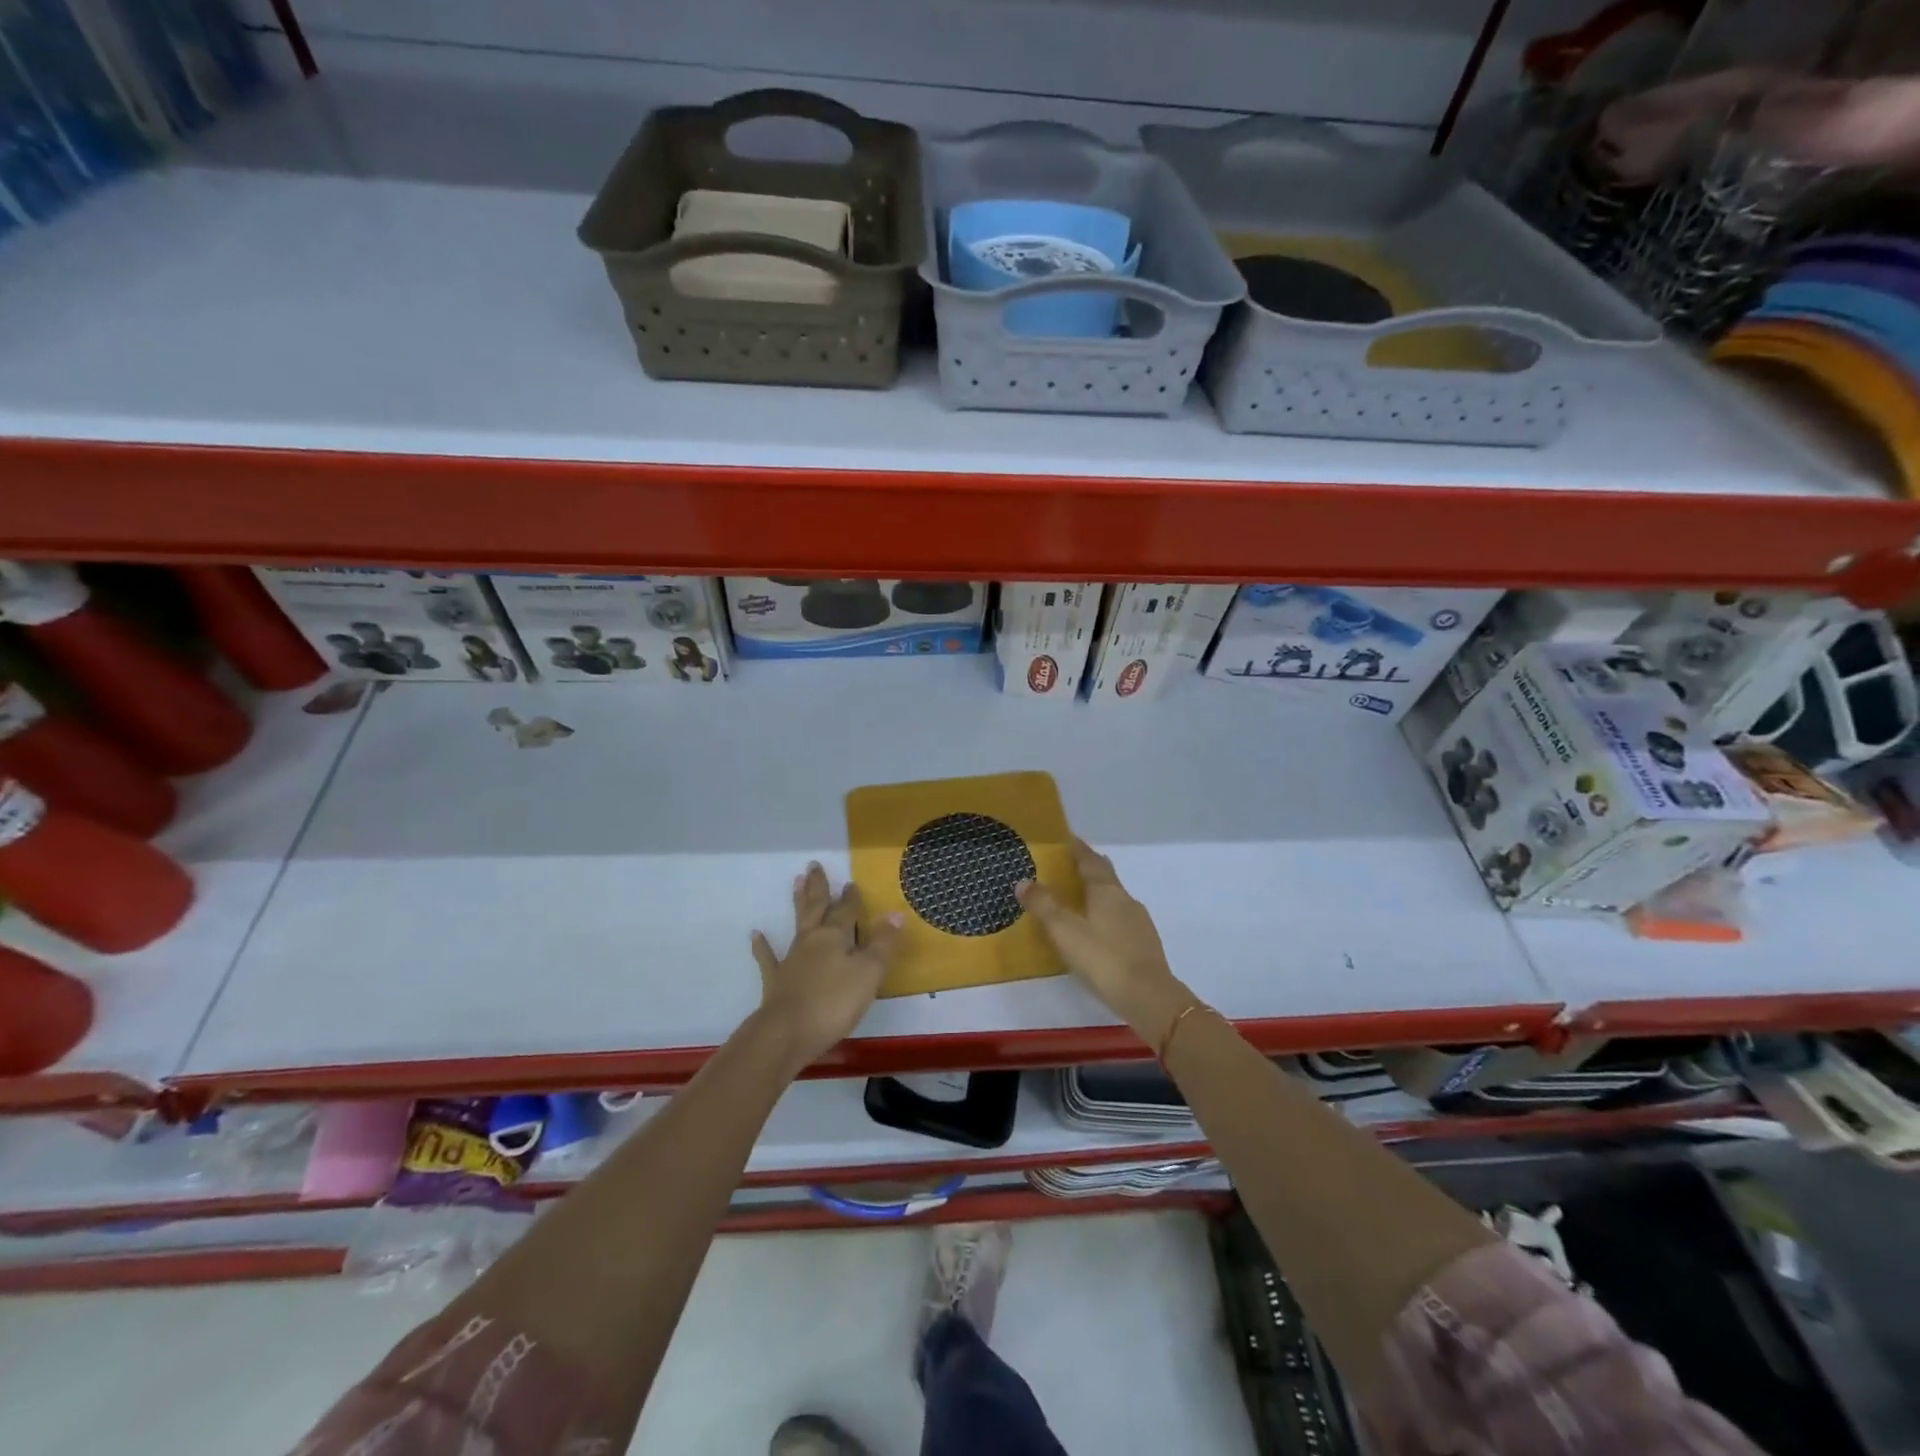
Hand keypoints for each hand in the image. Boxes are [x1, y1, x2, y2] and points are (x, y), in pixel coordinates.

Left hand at [751, 863, 903, 1066]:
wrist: (787, 1033)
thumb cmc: (834, 1002)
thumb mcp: (869, 973)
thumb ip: (883, 944)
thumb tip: (895, 913)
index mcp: (835, 937)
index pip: (846, 911)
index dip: (851, 898)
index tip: (851, 882)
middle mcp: (812, 941)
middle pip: (817, 908)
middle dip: (819, 888)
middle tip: (813, 865)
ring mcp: (791, 960)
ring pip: (797, 925)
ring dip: (798, 904)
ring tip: (796, 882)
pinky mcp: (776, 982)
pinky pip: (768, 959)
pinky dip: (762, 946)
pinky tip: (756, 935)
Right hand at [1015, 838, 1188, 1040]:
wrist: (1149, 997)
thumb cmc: (1103, 958)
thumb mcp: (1064, 931)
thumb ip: (1043, 905)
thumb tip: (1023, 881)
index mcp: (1107, 890)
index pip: (1090, 859)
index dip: (1077, 848)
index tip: (1065, 839)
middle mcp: (1125, 899)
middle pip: (1105, 876)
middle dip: (1088, 868)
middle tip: (1067, 866)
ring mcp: (1138, 922)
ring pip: (1114, 898)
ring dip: (1096, 894)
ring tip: (1077, 900)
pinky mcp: (1144, 944)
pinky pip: (1120, 919)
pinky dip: (1105, 916)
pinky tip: (1096, 931)